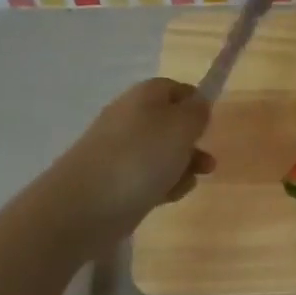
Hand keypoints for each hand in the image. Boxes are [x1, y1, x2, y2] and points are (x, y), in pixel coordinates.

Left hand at [53, 79, 212, 245]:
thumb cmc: (140, 158)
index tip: (210, 123)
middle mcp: (130, 119)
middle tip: (206, 162)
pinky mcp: (116, 181)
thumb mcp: (180, 127)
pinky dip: (162, 186)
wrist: (85, 205)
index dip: (195, 102)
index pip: (173, 88)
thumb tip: (198, 103)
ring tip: (186, 183)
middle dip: (192, 144)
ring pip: (163, 155)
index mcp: (143, 97)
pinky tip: (166, 197)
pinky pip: (149, 179)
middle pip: (170, 125)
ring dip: (182, 168)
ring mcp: (121, 152)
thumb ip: (197, 112)